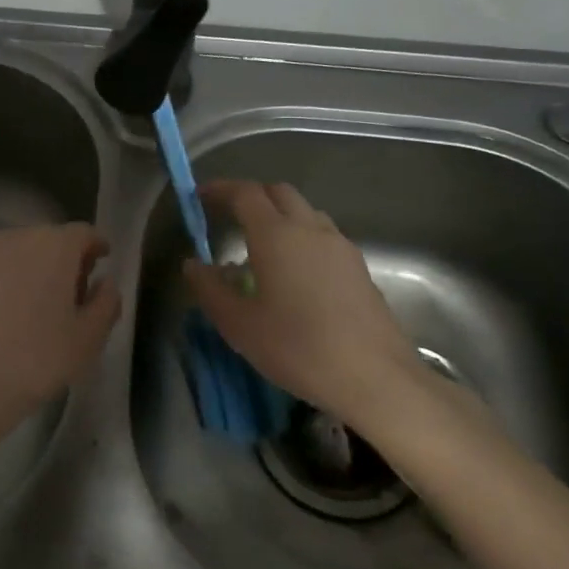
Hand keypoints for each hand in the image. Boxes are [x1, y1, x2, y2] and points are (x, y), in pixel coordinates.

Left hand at [0, 223, 120, 467]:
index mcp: (53, 247)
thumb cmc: (34, 361)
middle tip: (72, 292)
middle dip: (63, 259)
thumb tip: (106, 284)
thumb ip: (105, 304)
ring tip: (34, 309)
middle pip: (47, 240)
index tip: (103, 262)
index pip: (83, 233)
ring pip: (14, 256)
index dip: (96, 246)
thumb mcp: (87, 340)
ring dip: (29, 272)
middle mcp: (13, 241)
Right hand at [183, 180, 441, 436]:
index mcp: (276, 234)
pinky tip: (294, 272)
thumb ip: (210, 289)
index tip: (200, 198)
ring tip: (260, 245)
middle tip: (228, 216)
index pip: (245, 193)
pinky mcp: (358, 267)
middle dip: (250, 196)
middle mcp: (310, 229)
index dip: (220, 190)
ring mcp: (340, 246)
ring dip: (279, 215)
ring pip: (305, 212)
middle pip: (278, 193)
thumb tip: (193, 264)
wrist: (375, 377)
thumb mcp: (238, 324)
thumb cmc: (297, 348)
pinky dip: (301, 237)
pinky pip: (323, 235)